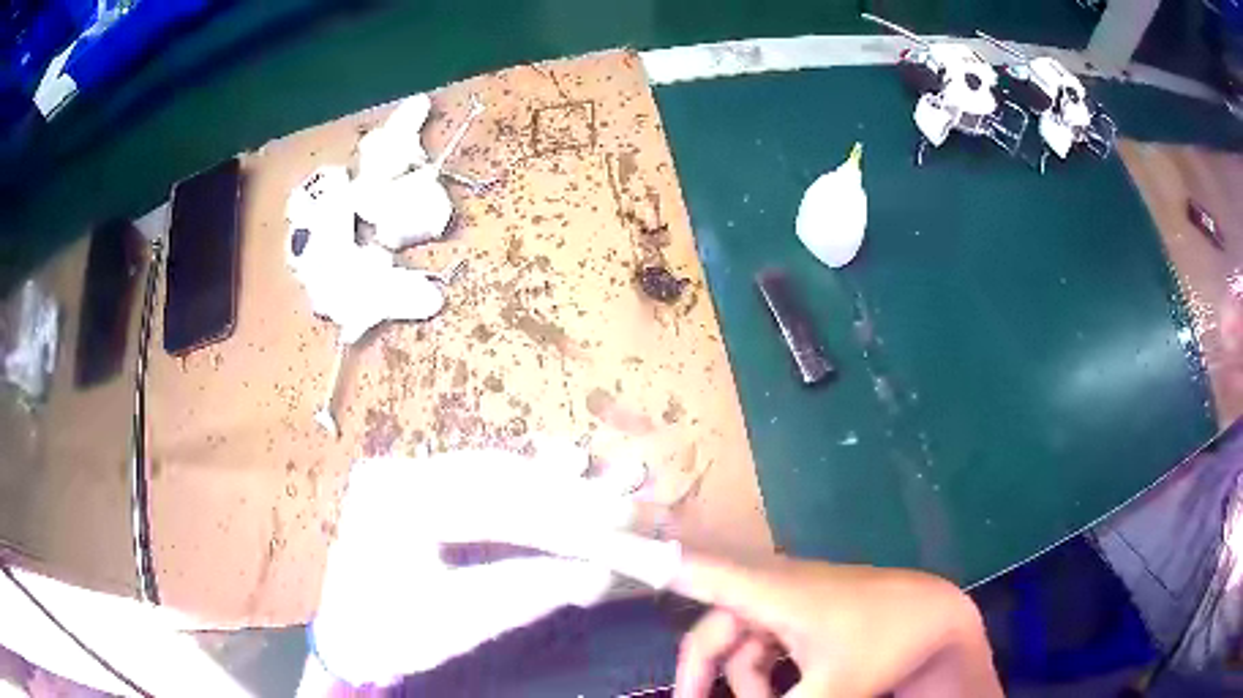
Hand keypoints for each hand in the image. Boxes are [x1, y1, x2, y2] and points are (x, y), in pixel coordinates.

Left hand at [309, 449, 643, 687]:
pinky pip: (480, 478)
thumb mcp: (459, 622)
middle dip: (565, 495)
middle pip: (497, 476)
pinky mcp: (417, 484)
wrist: (348, 635)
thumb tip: (599, 574)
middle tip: (624, 504)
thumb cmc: (392, 633)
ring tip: (606, 489)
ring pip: (493, 471)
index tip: (620, 524)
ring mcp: (405, 471)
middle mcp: (398, 470)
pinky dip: (527, 486)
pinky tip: (564, 477)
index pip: (493, 503)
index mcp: (394, 502)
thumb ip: (526, 592)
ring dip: (551, 485)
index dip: (564, 515)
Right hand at [671, 553, 1001, 697]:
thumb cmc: (886, 643)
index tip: (597, 541)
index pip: (690, 567)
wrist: (939, 619)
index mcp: (768, 590)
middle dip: (698, 678)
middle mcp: (768, 587)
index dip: (642, 557)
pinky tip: (779, 694)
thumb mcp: (831, 692)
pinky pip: (759, 646)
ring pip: (735, 645)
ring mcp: (786, 601)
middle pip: (709, 632)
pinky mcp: (800, 613)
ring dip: (739, 684)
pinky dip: (759, 676)